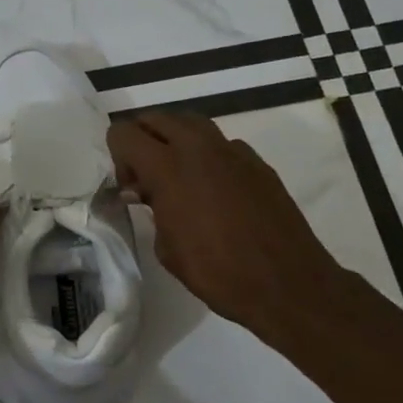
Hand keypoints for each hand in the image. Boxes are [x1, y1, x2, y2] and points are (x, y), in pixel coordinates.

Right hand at [108, 111, 344, 347]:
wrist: (285, 283)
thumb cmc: (217, 273)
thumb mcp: (167, 248)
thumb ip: (152, 209)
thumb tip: (148, 193)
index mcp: (169, 168)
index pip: (125, 133)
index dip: (117, 155)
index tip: (129, 186)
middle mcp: (199, 148)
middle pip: (157, 118)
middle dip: (144, 141)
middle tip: (147, 179)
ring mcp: (233, 151)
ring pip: (191, 124)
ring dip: (175, 142)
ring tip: (178, 179)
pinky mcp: (257, 162)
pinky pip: (221, 144)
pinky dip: (206, 157)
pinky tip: (213, 192)